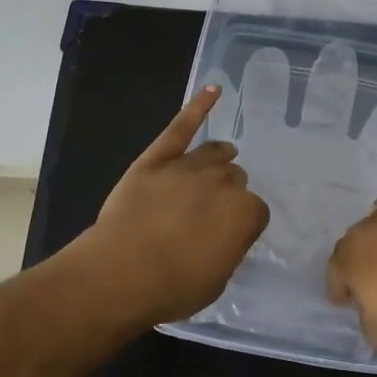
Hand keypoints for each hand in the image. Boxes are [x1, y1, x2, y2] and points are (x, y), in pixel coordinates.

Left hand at [86, 85, 269, 324]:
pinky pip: (181, 127)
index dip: (242, 224)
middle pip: (235, 179)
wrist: (121, 273)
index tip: (229, 236)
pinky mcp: (157, 158)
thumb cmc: (172, 287)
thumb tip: (224, 236)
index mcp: (245, 214)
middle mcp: (223, 183)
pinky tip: (214, 89)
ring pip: (214, 153)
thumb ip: (227, 250)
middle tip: (212, 211)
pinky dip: (198, 106)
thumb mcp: (216, 280)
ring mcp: (188, 166)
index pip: (255, 211)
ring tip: (225, 156)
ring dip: (221, 158)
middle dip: (228, 192)